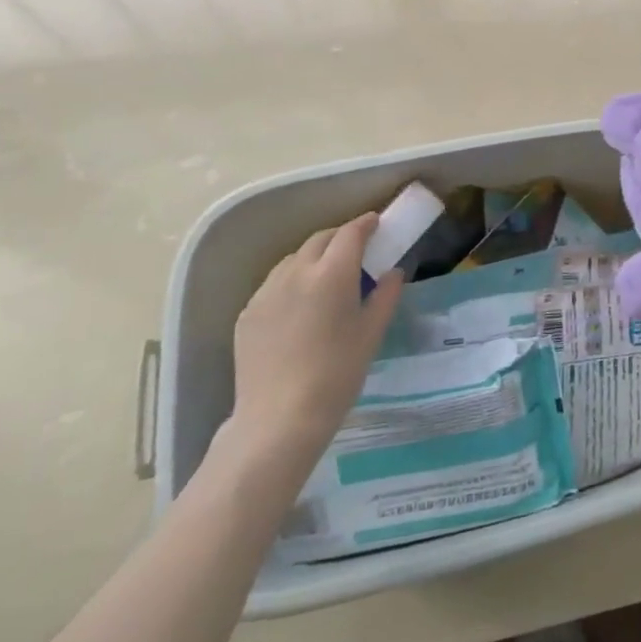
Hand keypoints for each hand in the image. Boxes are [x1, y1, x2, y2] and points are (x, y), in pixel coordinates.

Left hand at [224, 213, 403, 471]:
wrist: (279, 419)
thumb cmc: (337, 373)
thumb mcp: (372, 333)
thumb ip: (386, 295)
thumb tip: (393, 273)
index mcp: (332, 274)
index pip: (350, 233)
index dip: (366, 224)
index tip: (377, 223)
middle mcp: (296, 273)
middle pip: (319, 240)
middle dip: (340, 237)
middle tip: (357, 249)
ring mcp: (266, 293)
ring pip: (293, 260)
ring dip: (314, 257)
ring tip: (327, 277)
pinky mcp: (247, 314)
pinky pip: (274, 284)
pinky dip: (292, 281)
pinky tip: (300, 306)